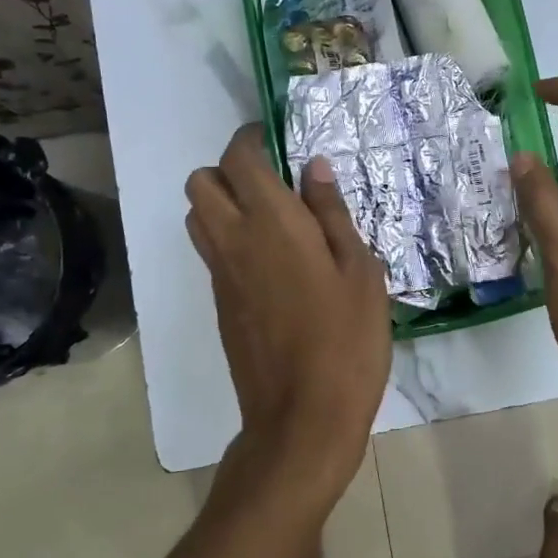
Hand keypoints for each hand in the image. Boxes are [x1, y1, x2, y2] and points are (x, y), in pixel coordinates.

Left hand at [186, 125, 390, 498]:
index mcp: (270, 222)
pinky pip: (211, 254)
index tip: (276, 141)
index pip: (239, 158)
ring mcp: (219, 275)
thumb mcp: (360, 271)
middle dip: (228, 170)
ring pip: (197, 218)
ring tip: (270, 221)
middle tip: (272, 184)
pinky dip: (228, 240)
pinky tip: (271, 264)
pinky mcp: (218, 306)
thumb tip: (313, 168)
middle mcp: (232, 240)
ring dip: (222, 204)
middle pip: (199, 183)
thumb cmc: (346, 339)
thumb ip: (332, 214)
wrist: (302, 417)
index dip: (252, 140)